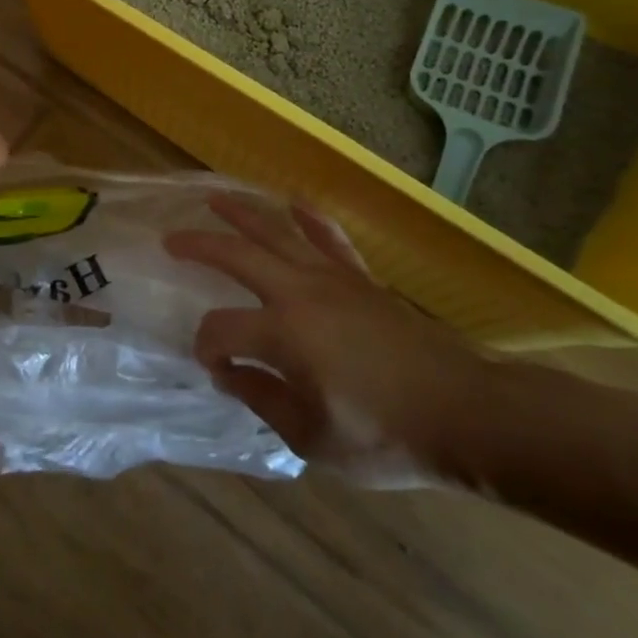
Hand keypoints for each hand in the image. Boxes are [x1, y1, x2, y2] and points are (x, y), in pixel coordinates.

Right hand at [167, 195, 492, 487]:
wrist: (466, 414)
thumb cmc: (386, 436)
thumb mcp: (313, 438)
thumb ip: (262, 400)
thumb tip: (229, 373)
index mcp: (283, 335)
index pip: (221, 329)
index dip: (207, 346)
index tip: (213, 367)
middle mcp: (300, 293)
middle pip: (237, 255)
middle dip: (199, 246)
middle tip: (171, 240)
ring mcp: (333, 279)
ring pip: (278, 233)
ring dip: (242, 214)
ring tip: (215, 199)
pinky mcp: (361, 278)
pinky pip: (329, 238)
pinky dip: (309, 219)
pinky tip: (293, 204)